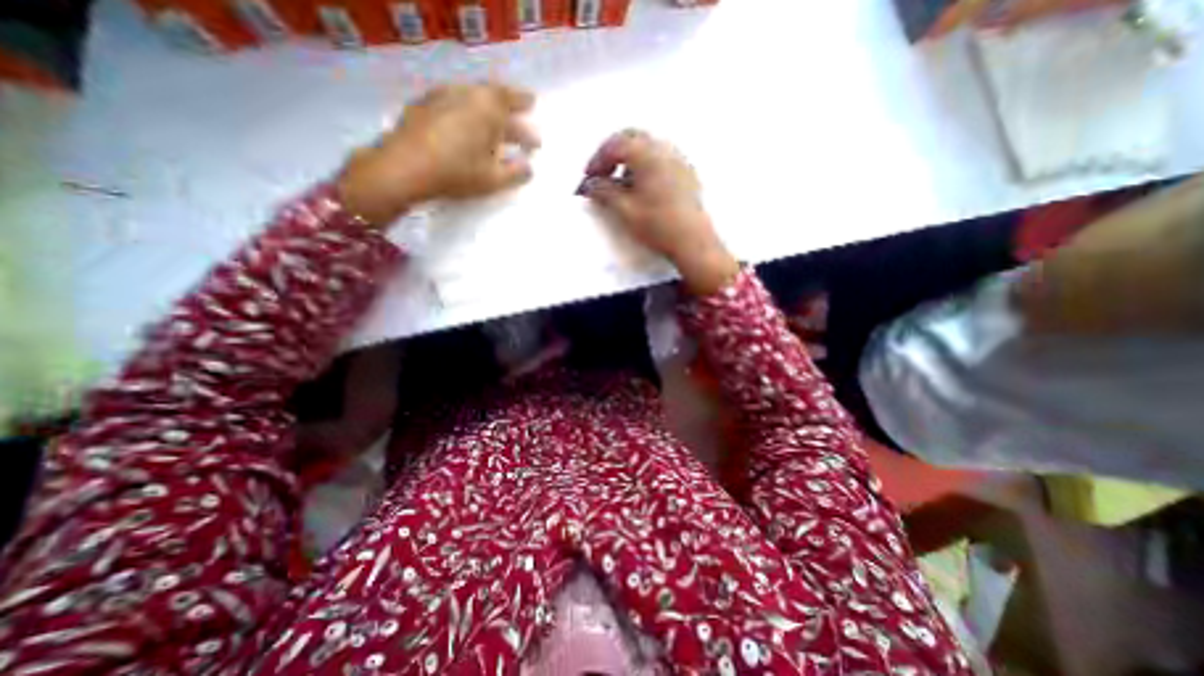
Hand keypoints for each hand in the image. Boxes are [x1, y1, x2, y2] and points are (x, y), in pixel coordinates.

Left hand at [335, 82, 537, 226]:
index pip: (511, 100)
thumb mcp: (494, 179)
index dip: (524, 106)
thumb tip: (529, 168)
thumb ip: (516, 173)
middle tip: (520, 121)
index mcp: (487, 107)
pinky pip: (454, 104)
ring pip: (472, 100)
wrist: (403, 168)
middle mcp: (465, 94)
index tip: (533, 110)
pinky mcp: (423, 106)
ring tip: (496, 129)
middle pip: (492, 98)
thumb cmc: (456, 172)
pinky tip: (467, 131)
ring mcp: (441, 97)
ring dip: (488, 114)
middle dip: (509, 112)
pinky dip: (467, 115)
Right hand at [580, 130, 738, 293]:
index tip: (588, 178)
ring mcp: (679, 159)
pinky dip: (645, 166)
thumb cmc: (657, 225)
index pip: (615, 144)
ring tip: (621, 184)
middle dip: (613, 153)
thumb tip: (589, 184)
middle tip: (602, 174)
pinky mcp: (687, 173)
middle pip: (632, 138)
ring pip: (648, 148)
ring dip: (629, 160)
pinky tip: (642, 188)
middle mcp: (664, 148)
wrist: (692, 241)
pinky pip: (661, 159)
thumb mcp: (624, 210)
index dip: (597, 160)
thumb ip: (603, 191)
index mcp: (647, 154)